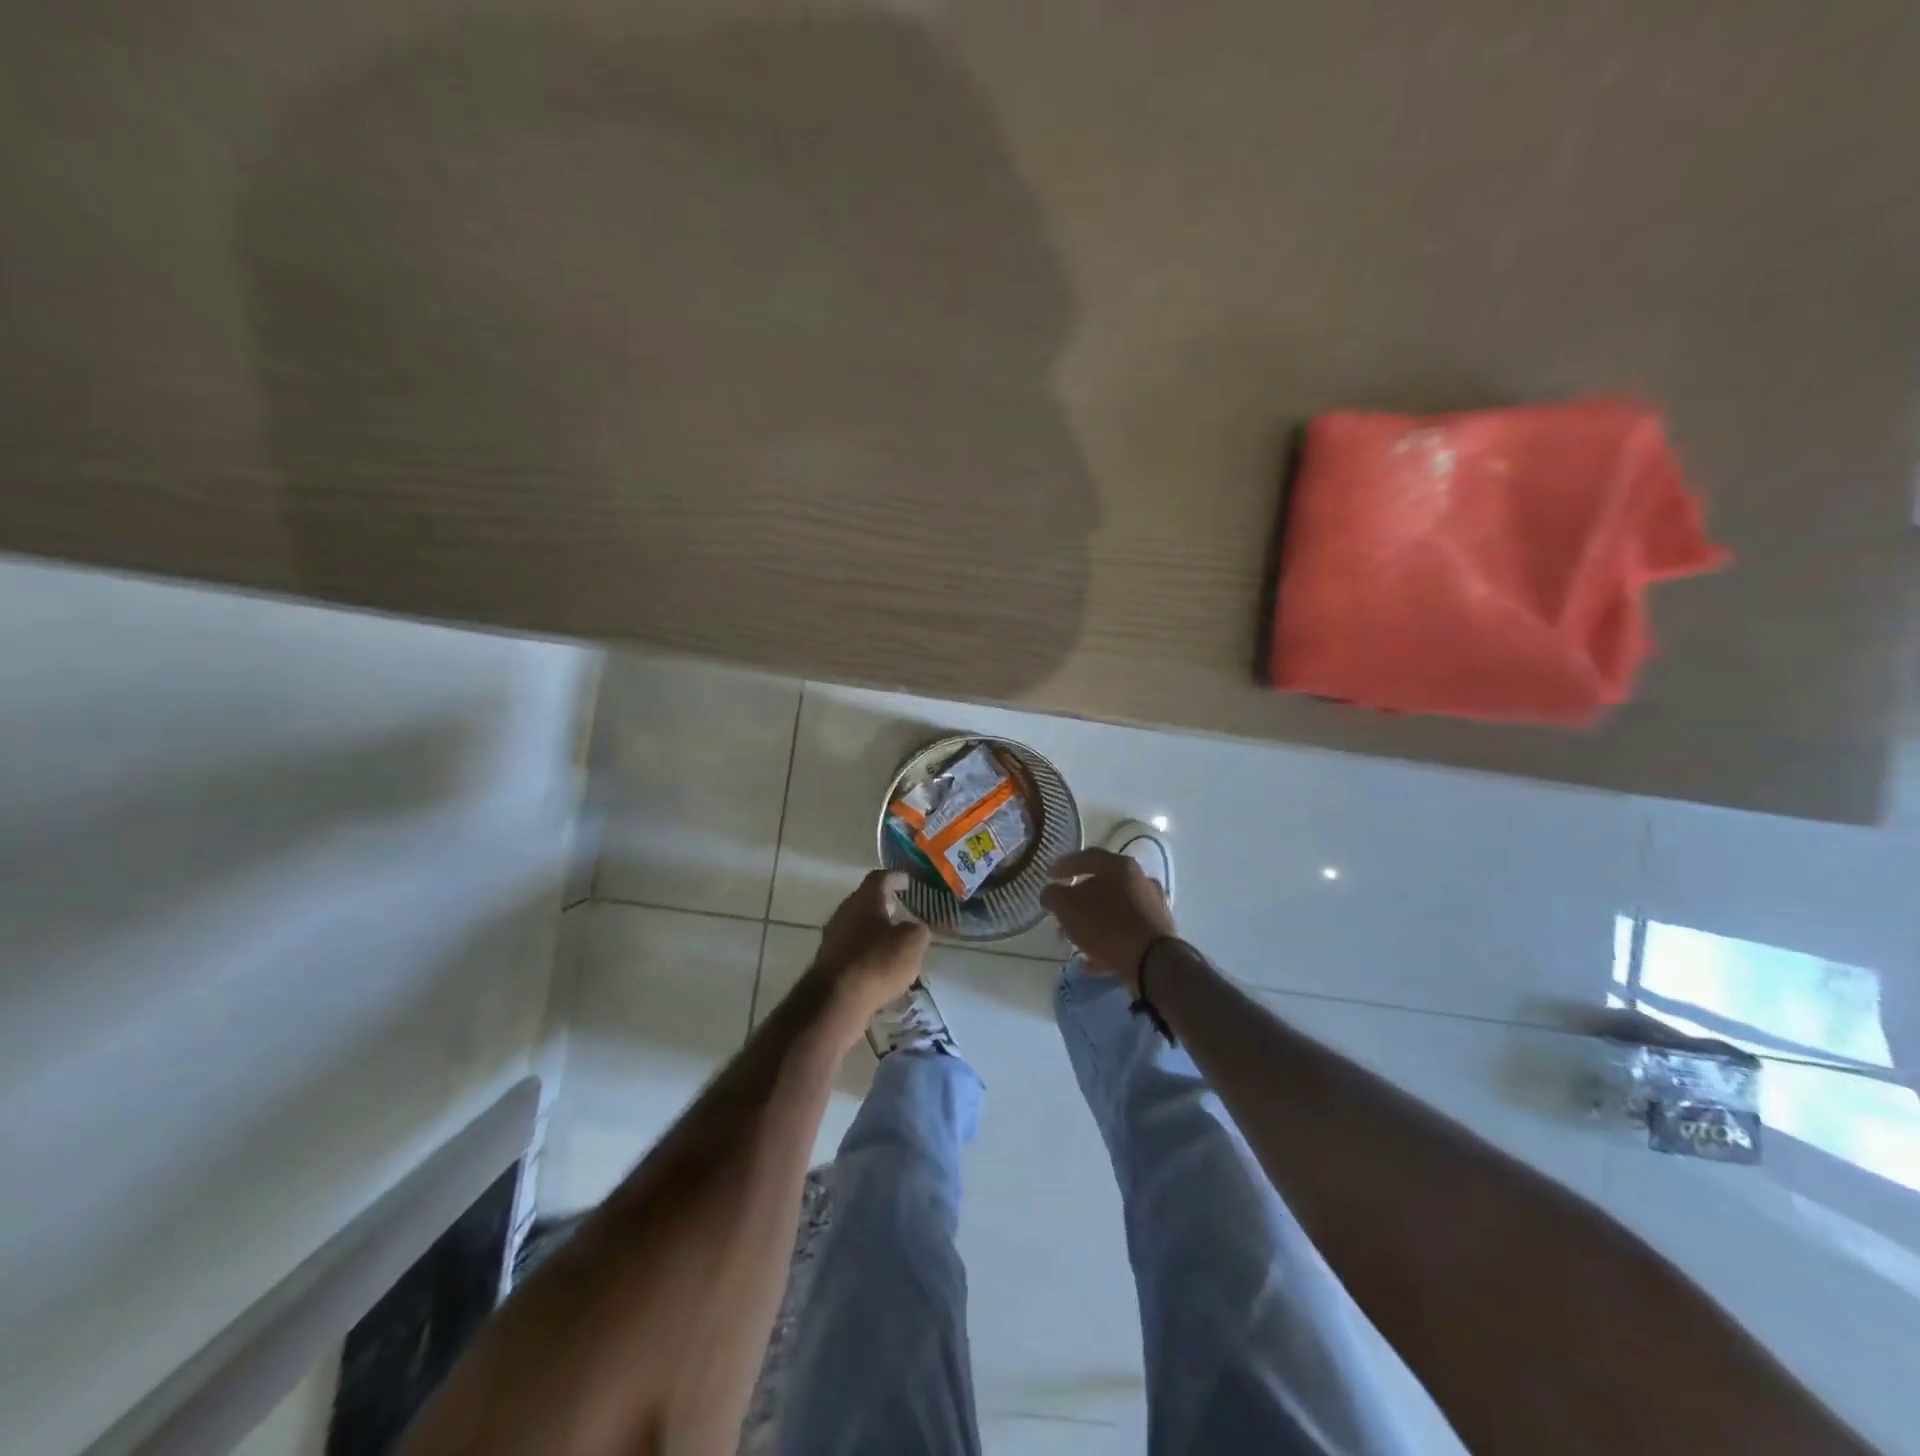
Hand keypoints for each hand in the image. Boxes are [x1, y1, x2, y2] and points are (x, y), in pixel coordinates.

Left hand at [810, 870, 931, 1036]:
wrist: (836, 999)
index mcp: (865, 899)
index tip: (907, 881)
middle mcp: (845, 911)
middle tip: (902, 910)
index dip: (895, 877)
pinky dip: (866, 950)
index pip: (880, 877)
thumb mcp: (913, 943)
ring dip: (875, 929)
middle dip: (884, 904)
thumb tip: (915, 927)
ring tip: (894, 940)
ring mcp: (833, 936)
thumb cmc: (878, 961)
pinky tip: (879, 964)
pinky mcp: (829, 960)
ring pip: (858, 925)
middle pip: (866, 900)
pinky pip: (852, 947)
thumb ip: (918, 929)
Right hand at [1040, 848, 1177, 994]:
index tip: (1048, 876)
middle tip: (1060, 913)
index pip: (1086, 857)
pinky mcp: (1157, 933)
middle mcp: (1140, 880)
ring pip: (1113, 910)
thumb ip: (1054, 895)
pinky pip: (1125, 933)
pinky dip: (1107, 942)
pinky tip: (1091, 960)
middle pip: (1101, 885)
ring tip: (1072, 940)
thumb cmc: (1107, 926)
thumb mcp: (1068, 907)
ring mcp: (1152, 907)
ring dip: (1091, 923)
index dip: (1063, 866)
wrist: (1154, 963)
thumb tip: (1050, 892)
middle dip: (1076, 900)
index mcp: (1119, 866)